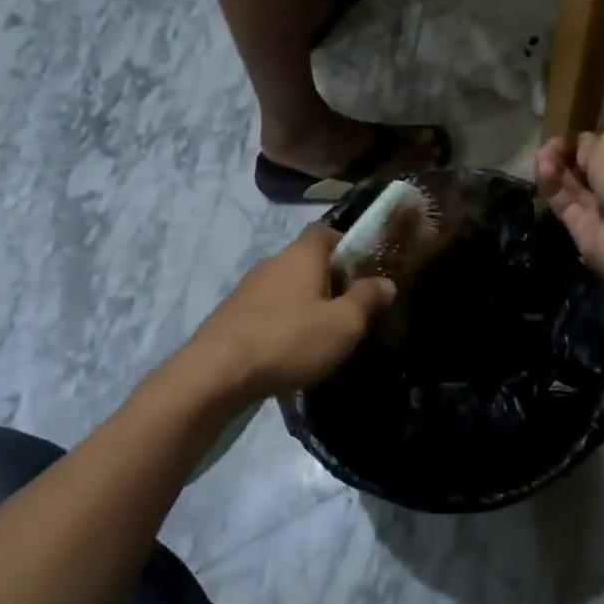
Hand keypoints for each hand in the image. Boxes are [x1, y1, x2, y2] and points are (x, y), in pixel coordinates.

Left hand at [183, 223, 394, 405]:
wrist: (217, 373)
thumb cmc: (290, 339)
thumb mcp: (343, 324)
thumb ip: (367, 299)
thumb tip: (386, 282)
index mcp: (302, 254)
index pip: (325, 231)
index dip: (346, 244)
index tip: (364, 268)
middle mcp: (273, 262)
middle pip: (307, 260)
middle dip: (329, 279)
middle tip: (350, 308)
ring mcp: (248, 288)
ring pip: (286, 287)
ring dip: (304, 303)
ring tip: (322, 334)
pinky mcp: (232, 315)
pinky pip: (268, 310)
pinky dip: (283, 322)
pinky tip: (290, 350)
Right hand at [534, 129, 603, 292]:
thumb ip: (592, 143)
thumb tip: (581, 150)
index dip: (587, 143)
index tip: (568, 137)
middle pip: (586, 167)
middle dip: (566, 155)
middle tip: (550, 147)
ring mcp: (603, 209)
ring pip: (571, 184)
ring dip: (554, 167)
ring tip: (541, 157)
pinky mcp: (581, 228)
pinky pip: (562, 202)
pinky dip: (551, 186)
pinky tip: (543, 172)